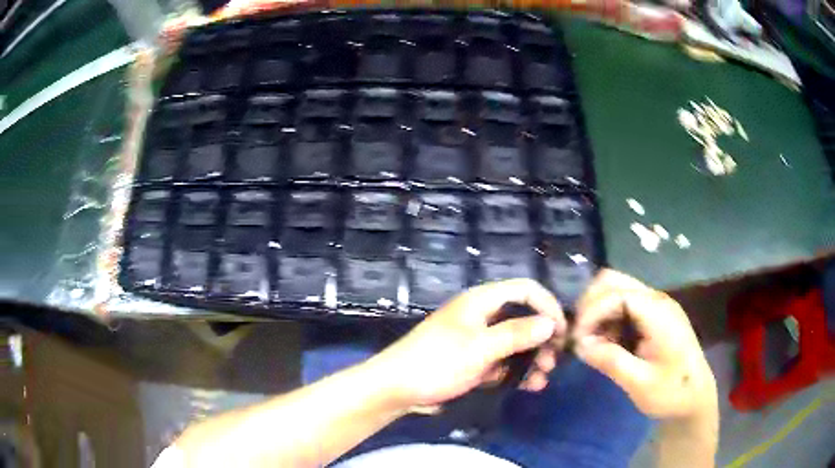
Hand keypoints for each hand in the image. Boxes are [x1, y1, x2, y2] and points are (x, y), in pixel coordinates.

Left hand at [370, 279, 566, 410]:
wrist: (397, 389)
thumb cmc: (437, 363)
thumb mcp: (479, 348)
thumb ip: (516, 334)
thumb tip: (550, 323)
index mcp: (482, 301)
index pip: (525, 290)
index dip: (547, 306)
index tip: (561, 332)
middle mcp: (483, 316)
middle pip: (523, 318)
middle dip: (542, 338)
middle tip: (553, 362)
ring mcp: (478, 340)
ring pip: (516, 343)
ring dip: (533, 358)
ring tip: (542, 379)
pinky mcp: (474, 361)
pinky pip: (503, 362)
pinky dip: (517, 372)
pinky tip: (528, 386)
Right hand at [572, 269, 717, 420]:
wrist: (695, 398)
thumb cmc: (671, 392)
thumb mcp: (639, 383)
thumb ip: (610, 360)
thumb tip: (579, 345)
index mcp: (658, 312)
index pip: (616, 294)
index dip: (591, 313)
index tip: (576, 341)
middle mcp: (656, 300)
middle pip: (614, 281)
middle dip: (590, 304)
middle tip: (579, 335)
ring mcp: (656, 306)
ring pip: (616, 289)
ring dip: (598, 310)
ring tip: (590, 341)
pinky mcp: (653, 316)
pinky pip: (623, 305)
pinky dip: (607, 318)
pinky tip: (605, 342)